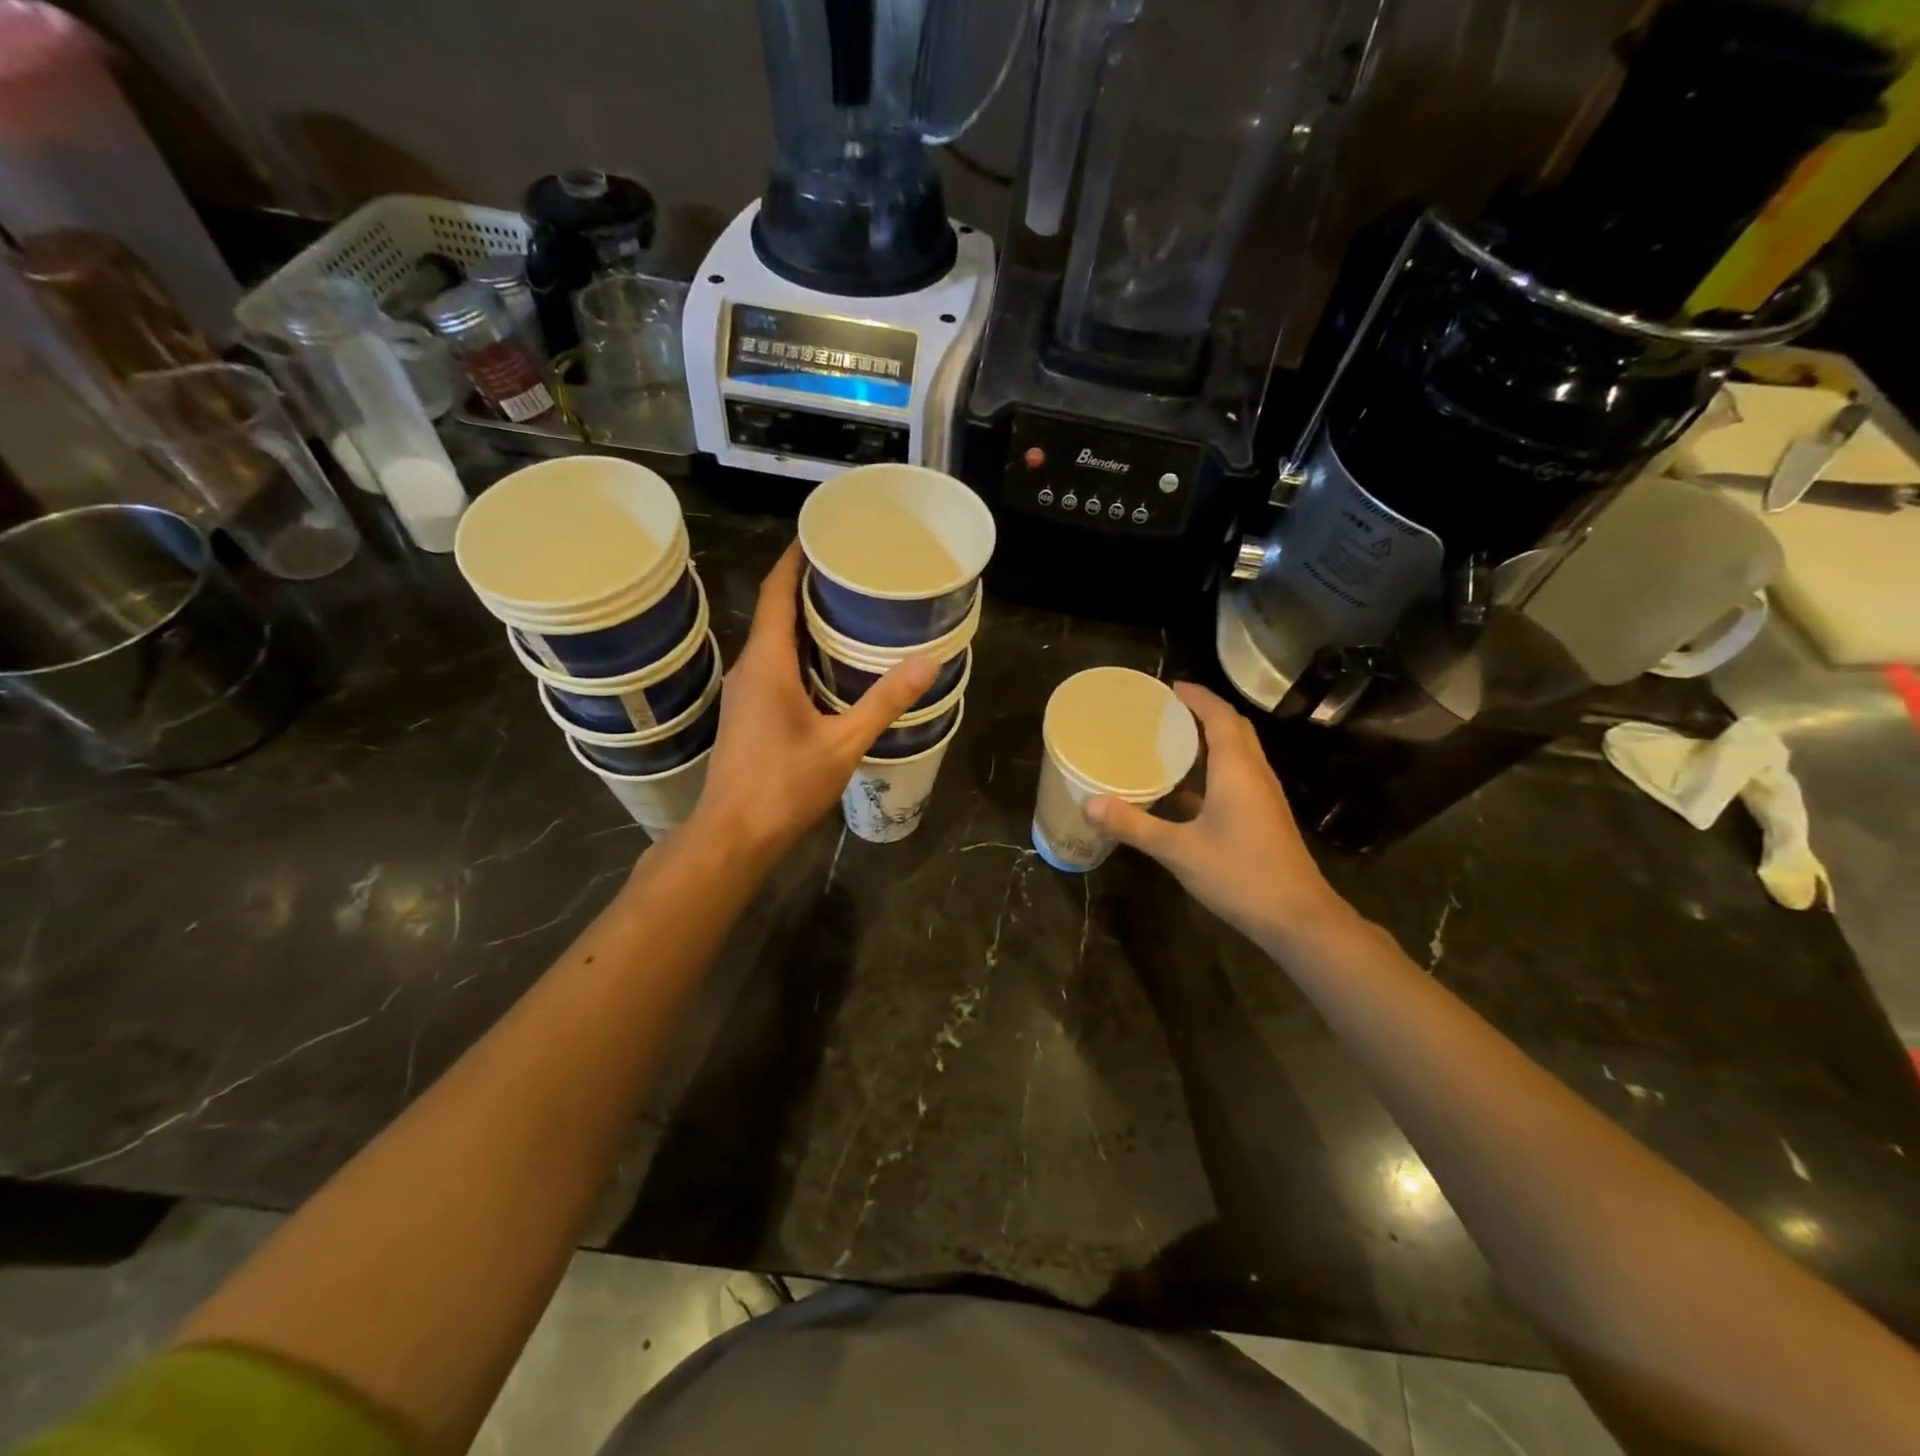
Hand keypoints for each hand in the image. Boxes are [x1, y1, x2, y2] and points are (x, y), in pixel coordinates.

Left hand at [690, 543, 937, 866]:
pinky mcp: (746, 713)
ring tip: (847, 610)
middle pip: (775, 611)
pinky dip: (798, 652)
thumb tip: (928, 662)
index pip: (776, 592)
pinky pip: (772, 666)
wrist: (733, 835)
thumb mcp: (842, 744)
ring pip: (773, 641)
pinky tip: (828, 665)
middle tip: (852, 571)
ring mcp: (743, 692)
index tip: (821, 534)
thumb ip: (884, 702)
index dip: (795, 559)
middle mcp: (749, 668)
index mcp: (767, 662)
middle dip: (807, 586)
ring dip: (803, 621)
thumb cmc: (783, 786)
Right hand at [1086, 683, 1348, 949]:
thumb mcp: (1178, 850)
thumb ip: (1134, 825)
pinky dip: (1213, 770)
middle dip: (1204, 713)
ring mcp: (1263, 797)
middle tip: (1166, 711)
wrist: (1296, 918)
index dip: (1198, 697)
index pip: (1220, 717)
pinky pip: (1238, 778)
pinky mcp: (1264, 817)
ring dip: (1210, 740)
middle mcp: (1255, 774)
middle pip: (1234, 729)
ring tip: (1171, 741)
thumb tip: (1090, 803)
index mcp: (1237, 770)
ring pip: (1238, 753)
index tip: (1170, 687)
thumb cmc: (1239, 874)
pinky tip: (1185, 791)